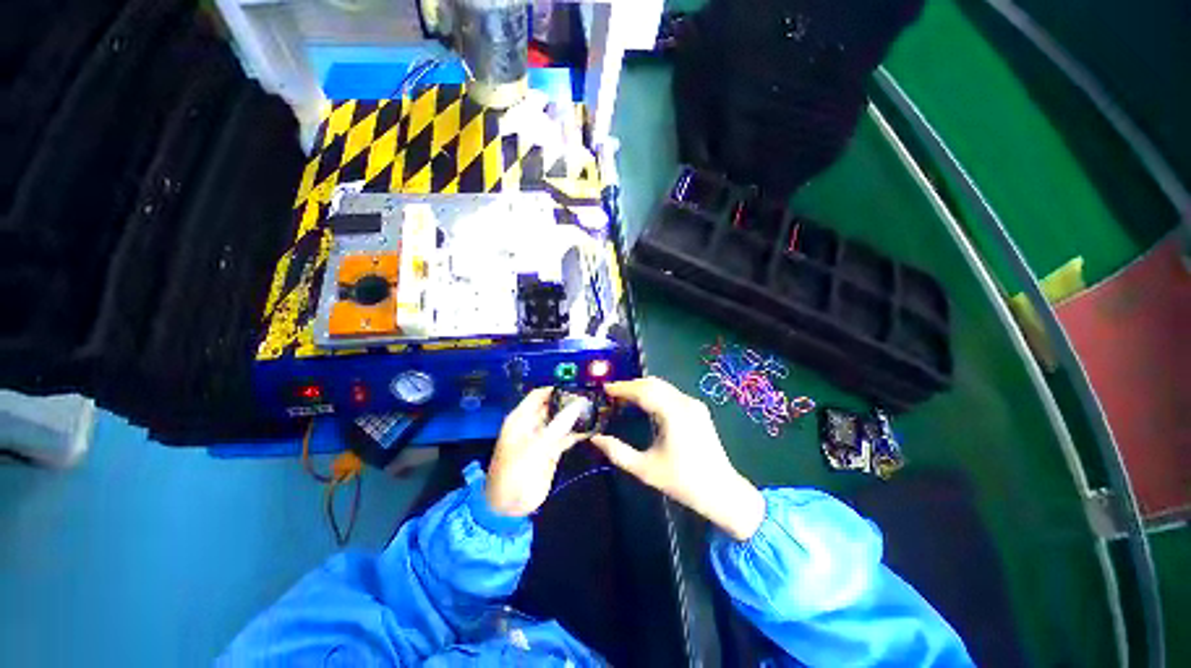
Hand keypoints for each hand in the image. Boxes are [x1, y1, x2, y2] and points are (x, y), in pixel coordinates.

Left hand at [485, 387, 586, 517]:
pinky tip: (593, 428)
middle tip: (593, 399)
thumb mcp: (535, 448)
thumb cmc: (514, 473)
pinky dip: (578, 432)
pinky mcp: (552, 451)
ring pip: (561, 421)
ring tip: (597, 410)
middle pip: (553, 406)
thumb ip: (558, 426)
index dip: (556, 389)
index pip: (539, 395)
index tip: (577, 388)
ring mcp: (543, 437)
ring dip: (576, 417)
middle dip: (570, 402)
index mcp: (521, 418)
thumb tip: (579, 404)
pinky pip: (566, 437)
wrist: (508, 507)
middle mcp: (532, 424)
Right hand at [591, 377, 765, 540]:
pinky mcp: (698, 409)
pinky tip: (644, 403)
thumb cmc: (683, 482)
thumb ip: (618, 452)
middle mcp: (685, 403)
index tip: (605, 389)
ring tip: (624, 397)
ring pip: (663, 386)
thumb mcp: (646, 470)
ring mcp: (694, 404)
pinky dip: (654, 393)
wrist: (722, 491)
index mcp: (673, 414)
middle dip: (631, 385)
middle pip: (653, 383)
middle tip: (612, 393)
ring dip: (642, 388)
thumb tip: (595, 439)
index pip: (643, 391)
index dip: (623, 388)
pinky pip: (671, 393)